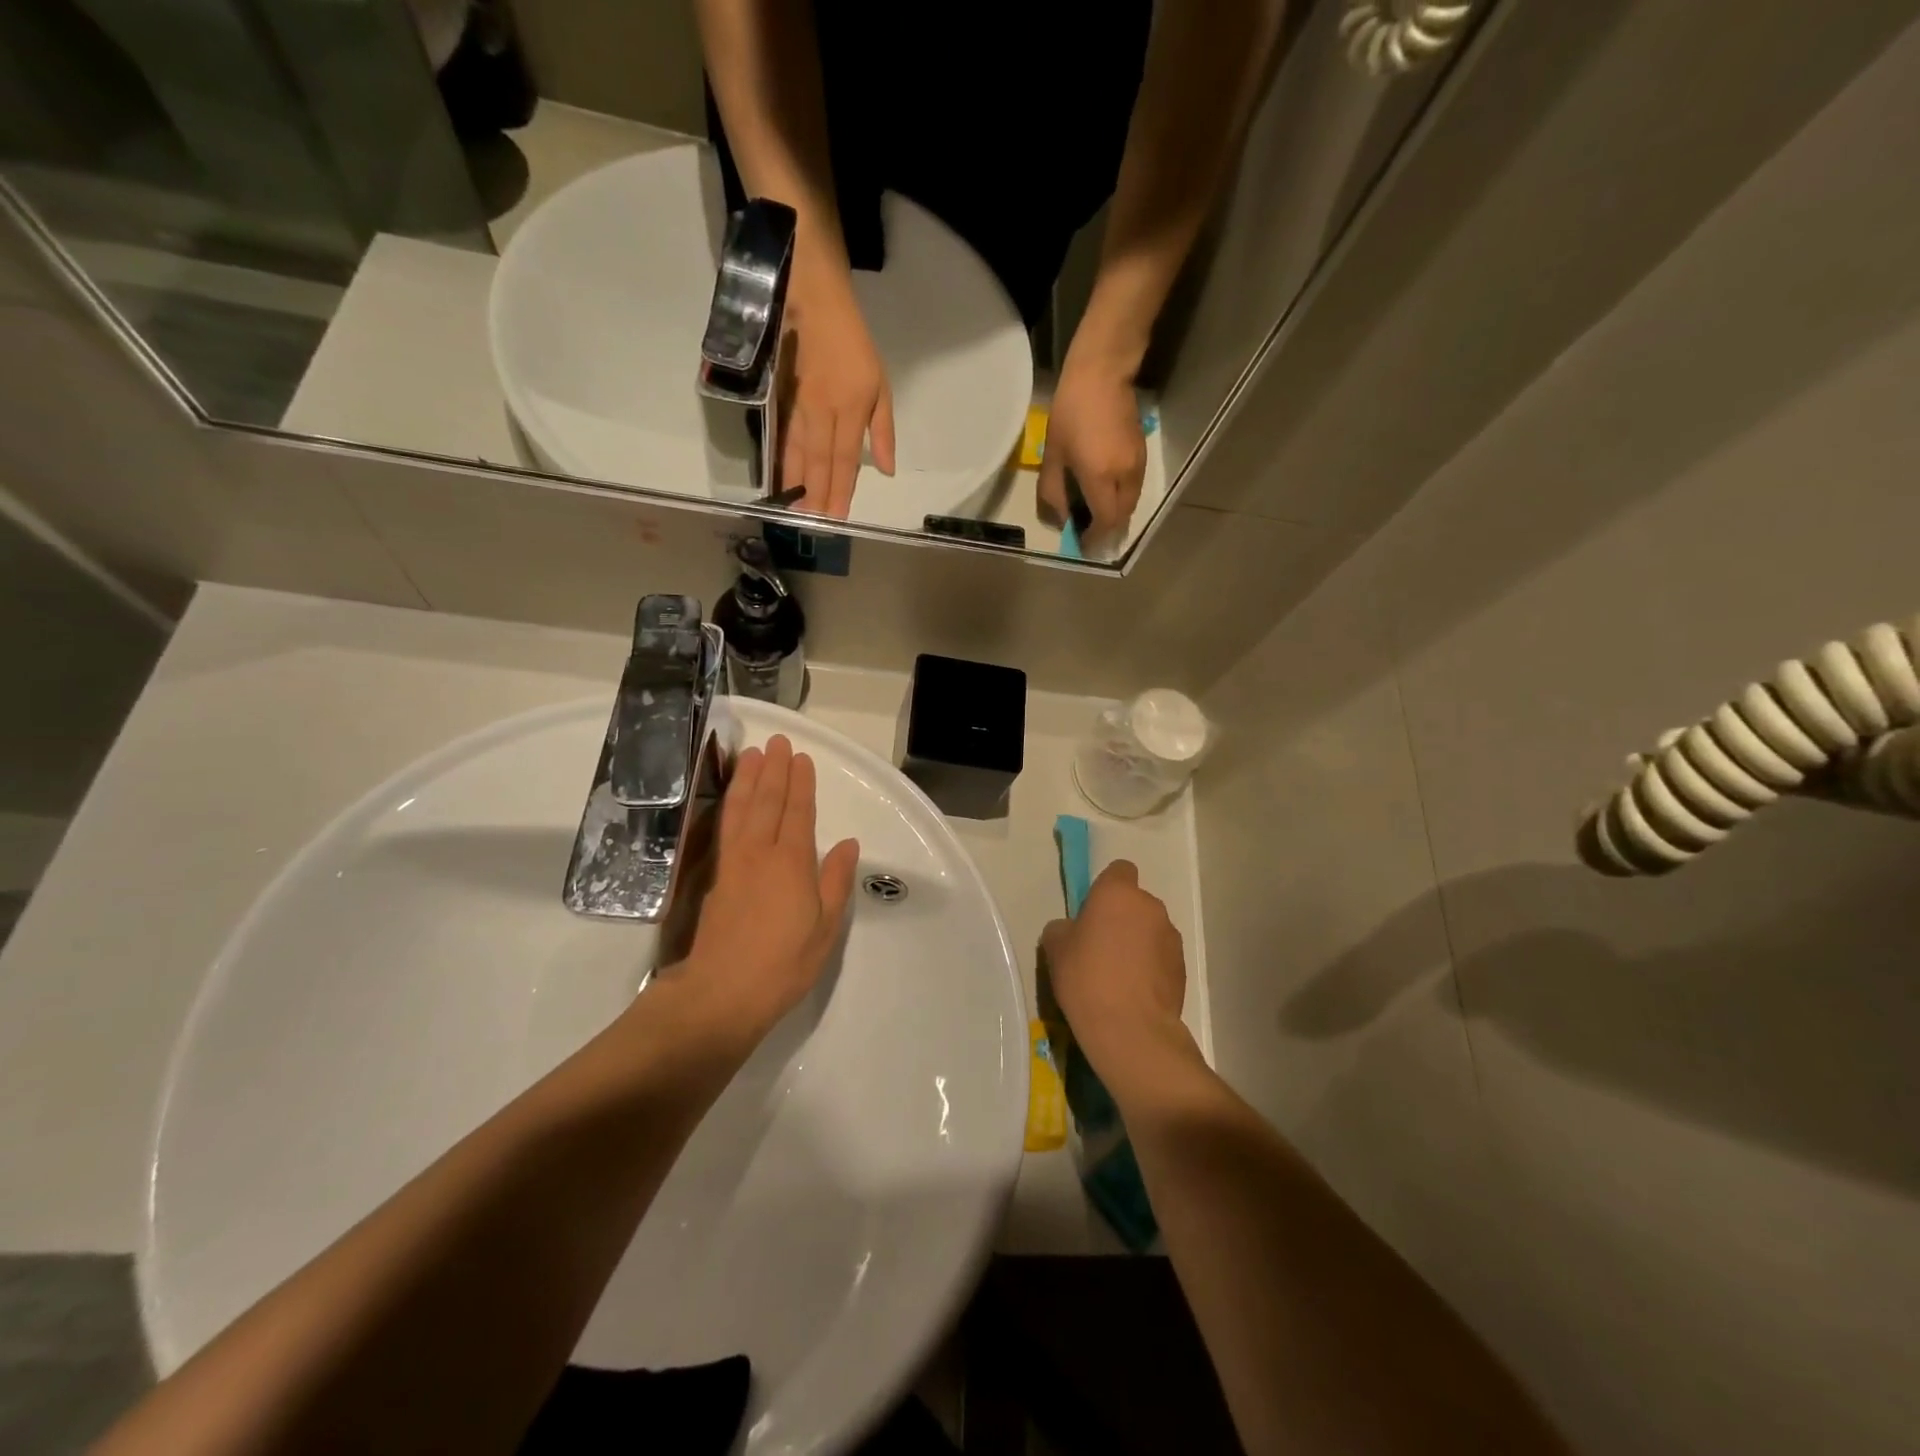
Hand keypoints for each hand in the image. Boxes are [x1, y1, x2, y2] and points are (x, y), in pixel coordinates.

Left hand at [679, 735, 859, 1036]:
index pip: (798, 812)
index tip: (801, 758)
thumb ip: (836, 881)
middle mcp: (760, 852)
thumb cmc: (783, 963)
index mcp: (792, 862)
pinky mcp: (715, 876)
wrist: (721, 992)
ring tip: (751, 754)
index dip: (801, 784)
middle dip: (774, 770)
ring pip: (741, 809)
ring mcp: (733, 862)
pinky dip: (728, 804)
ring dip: (747, 779)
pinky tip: (730, 796)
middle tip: (777, 742)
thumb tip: (846, 844)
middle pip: (768, 802)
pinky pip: (723, 827)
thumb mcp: (825, 927)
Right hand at [780, 268, 895, 517]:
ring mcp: (800, 405)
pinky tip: (779, 479)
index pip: (845, 459)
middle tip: (812, 524)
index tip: (836, 517)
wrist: (814, 302)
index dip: (840, 490)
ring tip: (794, 510)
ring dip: (796, 483)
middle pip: (819, 461)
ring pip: (797, 451)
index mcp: (850, 408)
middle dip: (816, 494)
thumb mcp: (880, 386)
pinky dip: (782, 461)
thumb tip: (886, 470)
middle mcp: (823, 411)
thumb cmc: (854, 346)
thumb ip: (883, 430)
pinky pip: (783, 437)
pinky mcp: (783, 399)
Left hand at [1037, 346, 1146, 552]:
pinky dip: (1121, 499)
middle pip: (1121, 517)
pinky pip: (1133, 487)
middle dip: (1106, 530)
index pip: (1104, 522)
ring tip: (1096, 517)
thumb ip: (1054, 492)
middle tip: (1089, 534)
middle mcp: (1124, 476)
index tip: (1083, 545)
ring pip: (1130, 503)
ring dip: (1115, 515)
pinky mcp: (1142, 453)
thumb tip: (1061, 519)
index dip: (1094, 538)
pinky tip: (1107, 495)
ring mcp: (1137, 464)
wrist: (1102, 374)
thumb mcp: (1054, 455)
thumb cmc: (1070, 412)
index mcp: (1101, 478)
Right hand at [1041, 861, 1194, 1102]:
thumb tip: (1073, 930)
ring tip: (1119, 976)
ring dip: (1138, 943)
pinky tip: (1134, 993)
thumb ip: (1064, 928)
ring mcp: (1171, 937)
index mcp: (1118, 893)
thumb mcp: (1055, 948)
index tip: (1092, 912)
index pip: (1119, 871)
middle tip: (1100, 947)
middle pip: (1135, 903)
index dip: (1106, 888)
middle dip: (1121, 918)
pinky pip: (1161, 957)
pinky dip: (1150, 967)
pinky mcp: (1183, 967)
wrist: (1131, 1029)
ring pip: (1150, 930)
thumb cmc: (1086, 978)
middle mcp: (1150, 907)